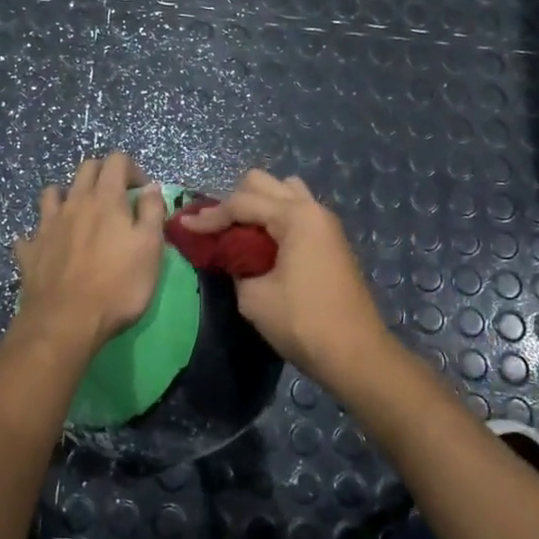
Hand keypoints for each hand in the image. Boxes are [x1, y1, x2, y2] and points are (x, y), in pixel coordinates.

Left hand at [13, 152, 165, 360]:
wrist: (66, 321)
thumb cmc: (118, 285)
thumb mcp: (150, 248)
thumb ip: (152, 212)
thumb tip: (151, 187)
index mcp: (105, 199)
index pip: (116, 161)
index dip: (132, 169)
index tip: (143, 192)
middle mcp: (73, 203)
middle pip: (85, 169)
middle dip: (103, 174)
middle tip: (117, 197)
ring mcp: (47, 225)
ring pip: (53, 193)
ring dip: (68, 195)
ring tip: (80, 214)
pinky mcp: (30, 249)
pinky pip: (32, 231)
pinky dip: (42, 233)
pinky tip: (49, 245)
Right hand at [177, 170, 388, 381]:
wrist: (355, 354)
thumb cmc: (302, 322)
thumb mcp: (253, 296)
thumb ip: (235, 265)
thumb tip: (231, 256)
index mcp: (296, 216)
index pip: (241, 203)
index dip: (209, 216)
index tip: (183, 227)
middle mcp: (312, 210)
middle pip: (264, 184)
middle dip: (234, 201)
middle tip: (215, 229)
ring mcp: (325, 224)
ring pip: (284, 192)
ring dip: (258, 204)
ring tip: (239, 232)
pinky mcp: (330, 241)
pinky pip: (296, 211)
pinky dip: (274, 218)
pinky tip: (260, 242)